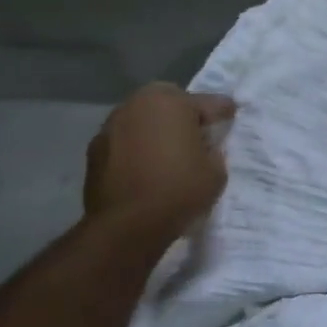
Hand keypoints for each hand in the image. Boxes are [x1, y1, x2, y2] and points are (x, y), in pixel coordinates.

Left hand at [84, 84, 234, 229]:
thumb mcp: (215, 172)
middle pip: (168, 100)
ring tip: (168, 153)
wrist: (125, 226)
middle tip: (196, 135)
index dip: (223, 112)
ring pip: (143, 118)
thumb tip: (205, 147)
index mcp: (171, 103)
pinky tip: (145, 168)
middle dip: (183, 113)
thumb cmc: (178, 191)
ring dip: (156, 129)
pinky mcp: (94, 148)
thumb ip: (213, 151)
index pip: (207, 102)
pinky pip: (125, 140)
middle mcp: (138, 104)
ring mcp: (111, 125)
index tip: (231, 117)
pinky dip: (137, 147)